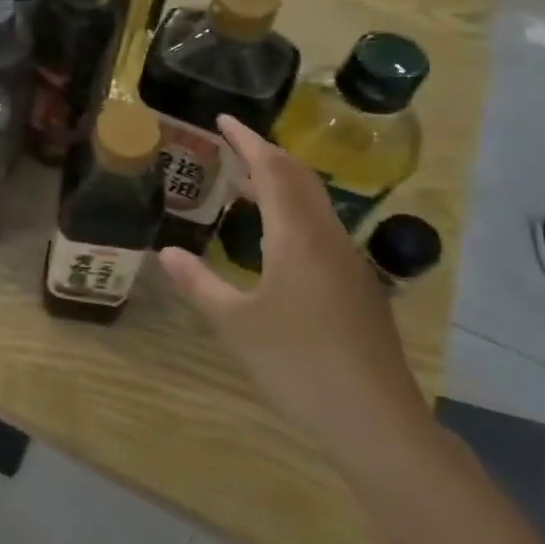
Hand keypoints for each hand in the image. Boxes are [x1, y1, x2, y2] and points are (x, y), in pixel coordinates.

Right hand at [158, 118, 431, 462]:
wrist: (379, 424)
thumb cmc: (300, 366)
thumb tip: (165, 252)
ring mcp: (349, 265)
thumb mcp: (235, 325)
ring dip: (280, 185)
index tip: (221, 119)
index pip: (273, 170)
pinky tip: (273, 240)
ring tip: (244, 185)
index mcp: (299, 238)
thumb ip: (198, 284)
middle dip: (265, 156)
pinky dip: (292, 214)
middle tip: (228, 146)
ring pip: (314, 206)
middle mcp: (329, 240)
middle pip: (300, 179)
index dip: (247, 141)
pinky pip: (321, 230)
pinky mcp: (357, 289)